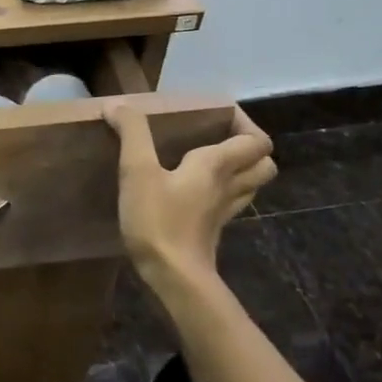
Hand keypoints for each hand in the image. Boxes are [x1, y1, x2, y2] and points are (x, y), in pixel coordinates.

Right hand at [106, 101, 275, 289]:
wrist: (174, 277)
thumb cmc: (158, 220)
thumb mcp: (137, 171)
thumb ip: (131, 133)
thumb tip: (118, 105)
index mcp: (217, 165)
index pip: (255, 140)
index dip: (244, 123)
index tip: (217, 116)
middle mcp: (229, 185)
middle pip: (264, 164)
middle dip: (250, 148)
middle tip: (220, 138)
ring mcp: (224, 211)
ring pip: (250, 186)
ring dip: (240, 170)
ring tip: (212, 163)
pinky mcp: (213, 231)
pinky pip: (230, 204)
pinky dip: (223, 193)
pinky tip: (198, 193)